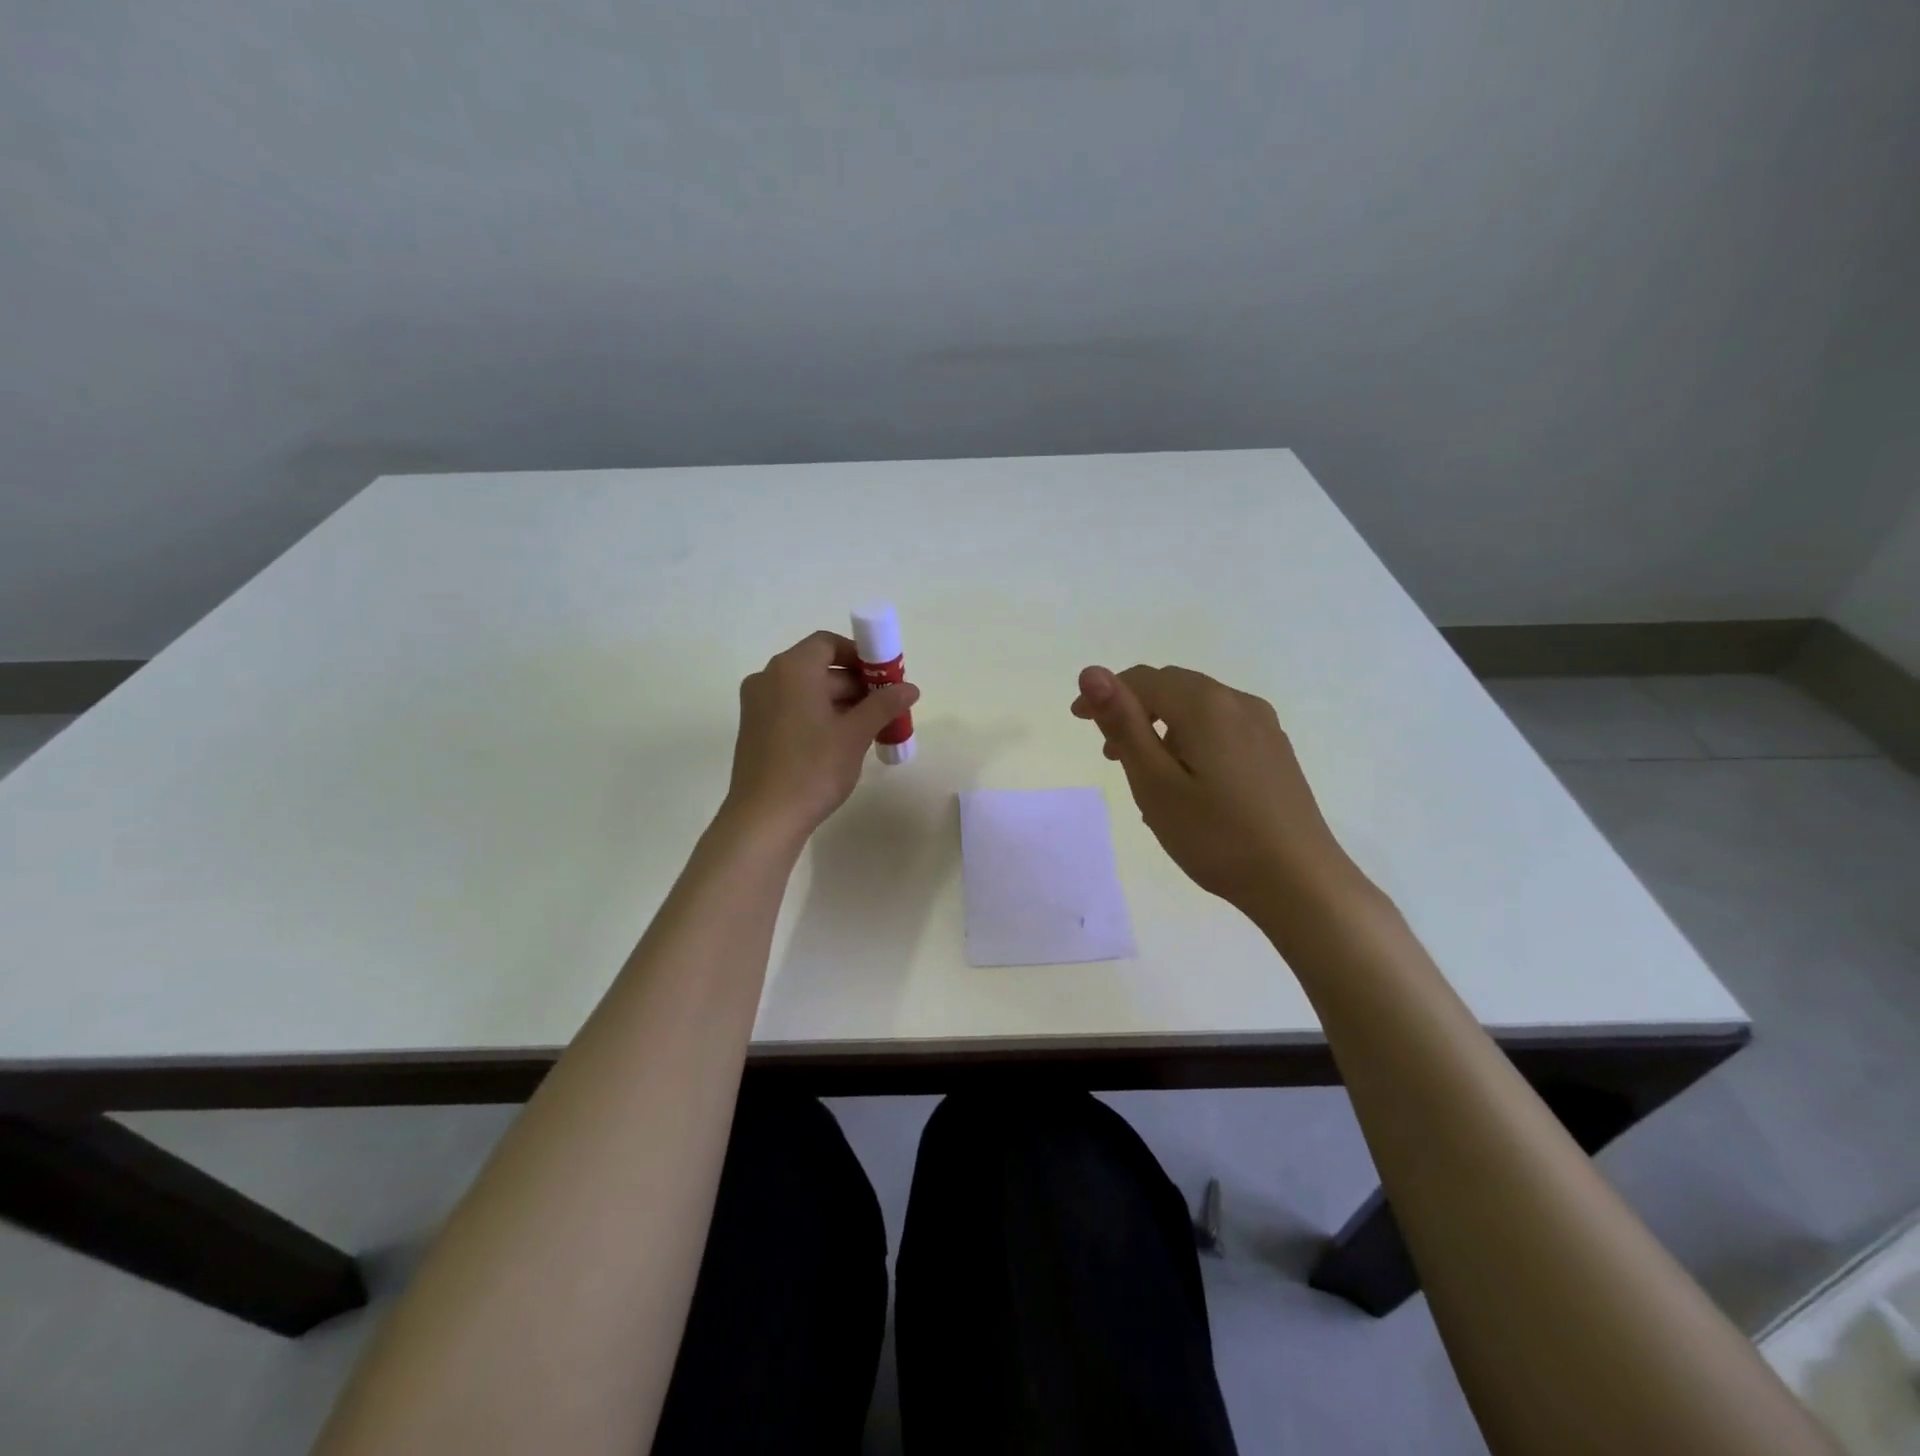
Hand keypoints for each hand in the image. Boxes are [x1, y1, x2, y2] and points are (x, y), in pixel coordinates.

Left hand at [723, 631, 919, 842]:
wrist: (764, 818)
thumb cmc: (813, 768)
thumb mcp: (855, 734)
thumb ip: (884, 705)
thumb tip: (910, 688)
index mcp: (792, 669)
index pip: (828, 644)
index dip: (859, 655)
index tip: (884, 677)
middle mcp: (768, 678)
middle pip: (818, 668)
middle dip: (855, 684)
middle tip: (885, 707)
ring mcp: (757, 705)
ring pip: (805, 691)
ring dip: (839, 702)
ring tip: (870, 728)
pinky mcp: (754, 730)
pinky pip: (792, 709)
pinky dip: (817, 715)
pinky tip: (842, 742)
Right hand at [1072, 664, 1359, 923]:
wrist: (1301, 882)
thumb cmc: (1217, 836)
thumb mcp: (1155, 783)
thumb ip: (1123, 723)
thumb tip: (1090, 672)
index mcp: (1205, 705)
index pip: (1143, 679)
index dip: (1105, 694)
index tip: (1078, 721)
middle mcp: (1237, 702)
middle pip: (1172, 687)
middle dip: (1135, 710)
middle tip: (1110, 754)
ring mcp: (1263, 726)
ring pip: (1198, 708)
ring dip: (1162, 726)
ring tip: (1145, 772)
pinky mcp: (1275, 750)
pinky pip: (1221, 728)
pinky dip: (1191, 740)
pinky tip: (1187, 782)